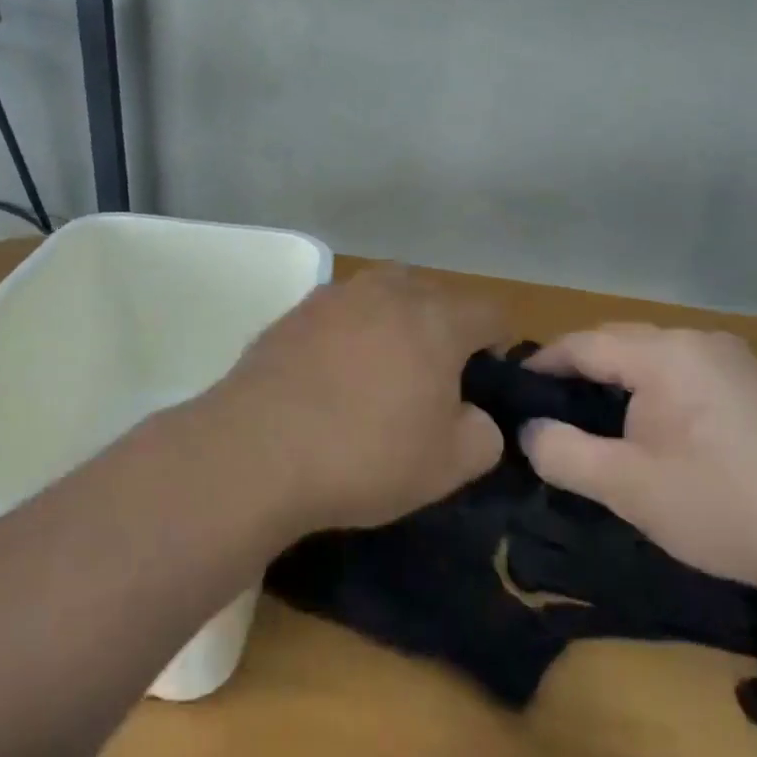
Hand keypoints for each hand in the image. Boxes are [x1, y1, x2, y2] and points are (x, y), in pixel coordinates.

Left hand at [204, 265, 505, 534]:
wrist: (256, 451)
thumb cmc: (365, 455)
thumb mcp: (449, 465)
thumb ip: (484, 434)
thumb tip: (474, 416)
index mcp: (435, 318)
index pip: (489, 311)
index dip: (500, 343)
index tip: (488, 379)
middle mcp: (385, 292)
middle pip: (433, 294)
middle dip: (444, 327)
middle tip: (435, 377)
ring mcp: (332, 297)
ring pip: (380, 296)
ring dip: (392, 324)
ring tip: (381, 371)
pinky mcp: (291, 314)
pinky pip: (337, 315)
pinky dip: (347, 335)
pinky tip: (331, 377)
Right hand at [520, 325, 756, 593]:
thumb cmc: (727, 506)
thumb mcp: (628, 487)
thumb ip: (562, 453)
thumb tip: (529, 430)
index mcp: (664, 353)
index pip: (581, 344)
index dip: (540, 367)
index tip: (510, 395)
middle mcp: (699, 341)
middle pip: (617, 345)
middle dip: (577, 376)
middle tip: (547, 418)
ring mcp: (735, 362)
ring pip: (652, 360)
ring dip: (616, 386)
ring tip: (593, 427)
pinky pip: (684, 375)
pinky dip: (653, 394)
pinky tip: (654, 434)